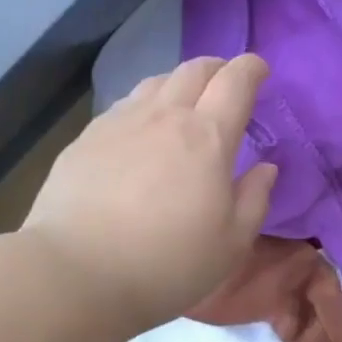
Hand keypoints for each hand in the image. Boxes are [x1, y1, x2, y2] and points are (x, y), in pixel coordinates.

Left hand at [23, 54, 278, 334]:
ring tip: (183, 104)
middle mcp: (165, 116)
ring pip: (156, 82)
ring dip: (179, 83)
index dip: (251, 69)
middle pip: (194, 69)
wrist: (77, 272)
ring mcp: (120, 123)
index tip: (259, 70)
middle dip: (217, 68)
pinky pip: (124, 105)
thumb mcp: (231, 244)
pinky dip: (144, 106)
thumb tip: (265, 168)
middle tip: (225, 83)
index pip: (236, 82)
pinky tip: (140, 130)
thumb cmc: (167, 264)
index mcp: (208, 137)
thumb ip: (255, 199)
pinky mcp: (86, 138)